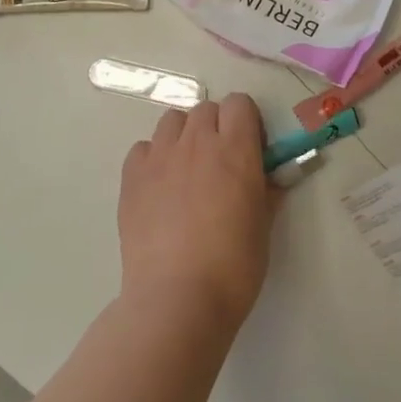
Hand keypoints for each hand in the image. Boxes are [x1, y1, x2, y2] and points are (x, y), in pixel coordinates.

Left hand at [118, 95, 271, 333]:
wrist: (177, 298)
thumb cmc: (233, 267)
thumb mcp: (263, 228)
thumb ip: (266, 192)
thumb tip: (269, 178)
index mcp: (235, 150)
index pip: (240, 103)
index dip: (247, 122)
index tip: (250, 149)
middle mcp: (196, 143)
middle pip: (206, 109)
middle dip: (217, 127)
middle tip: (221, 163)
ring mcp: (159, 157)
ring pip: (172, 121)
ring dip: (184, 136)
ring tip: (187, 170)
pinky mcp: (131, 176)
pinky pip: (143, 148)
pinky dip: (153, 158)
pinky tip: (159, 187)